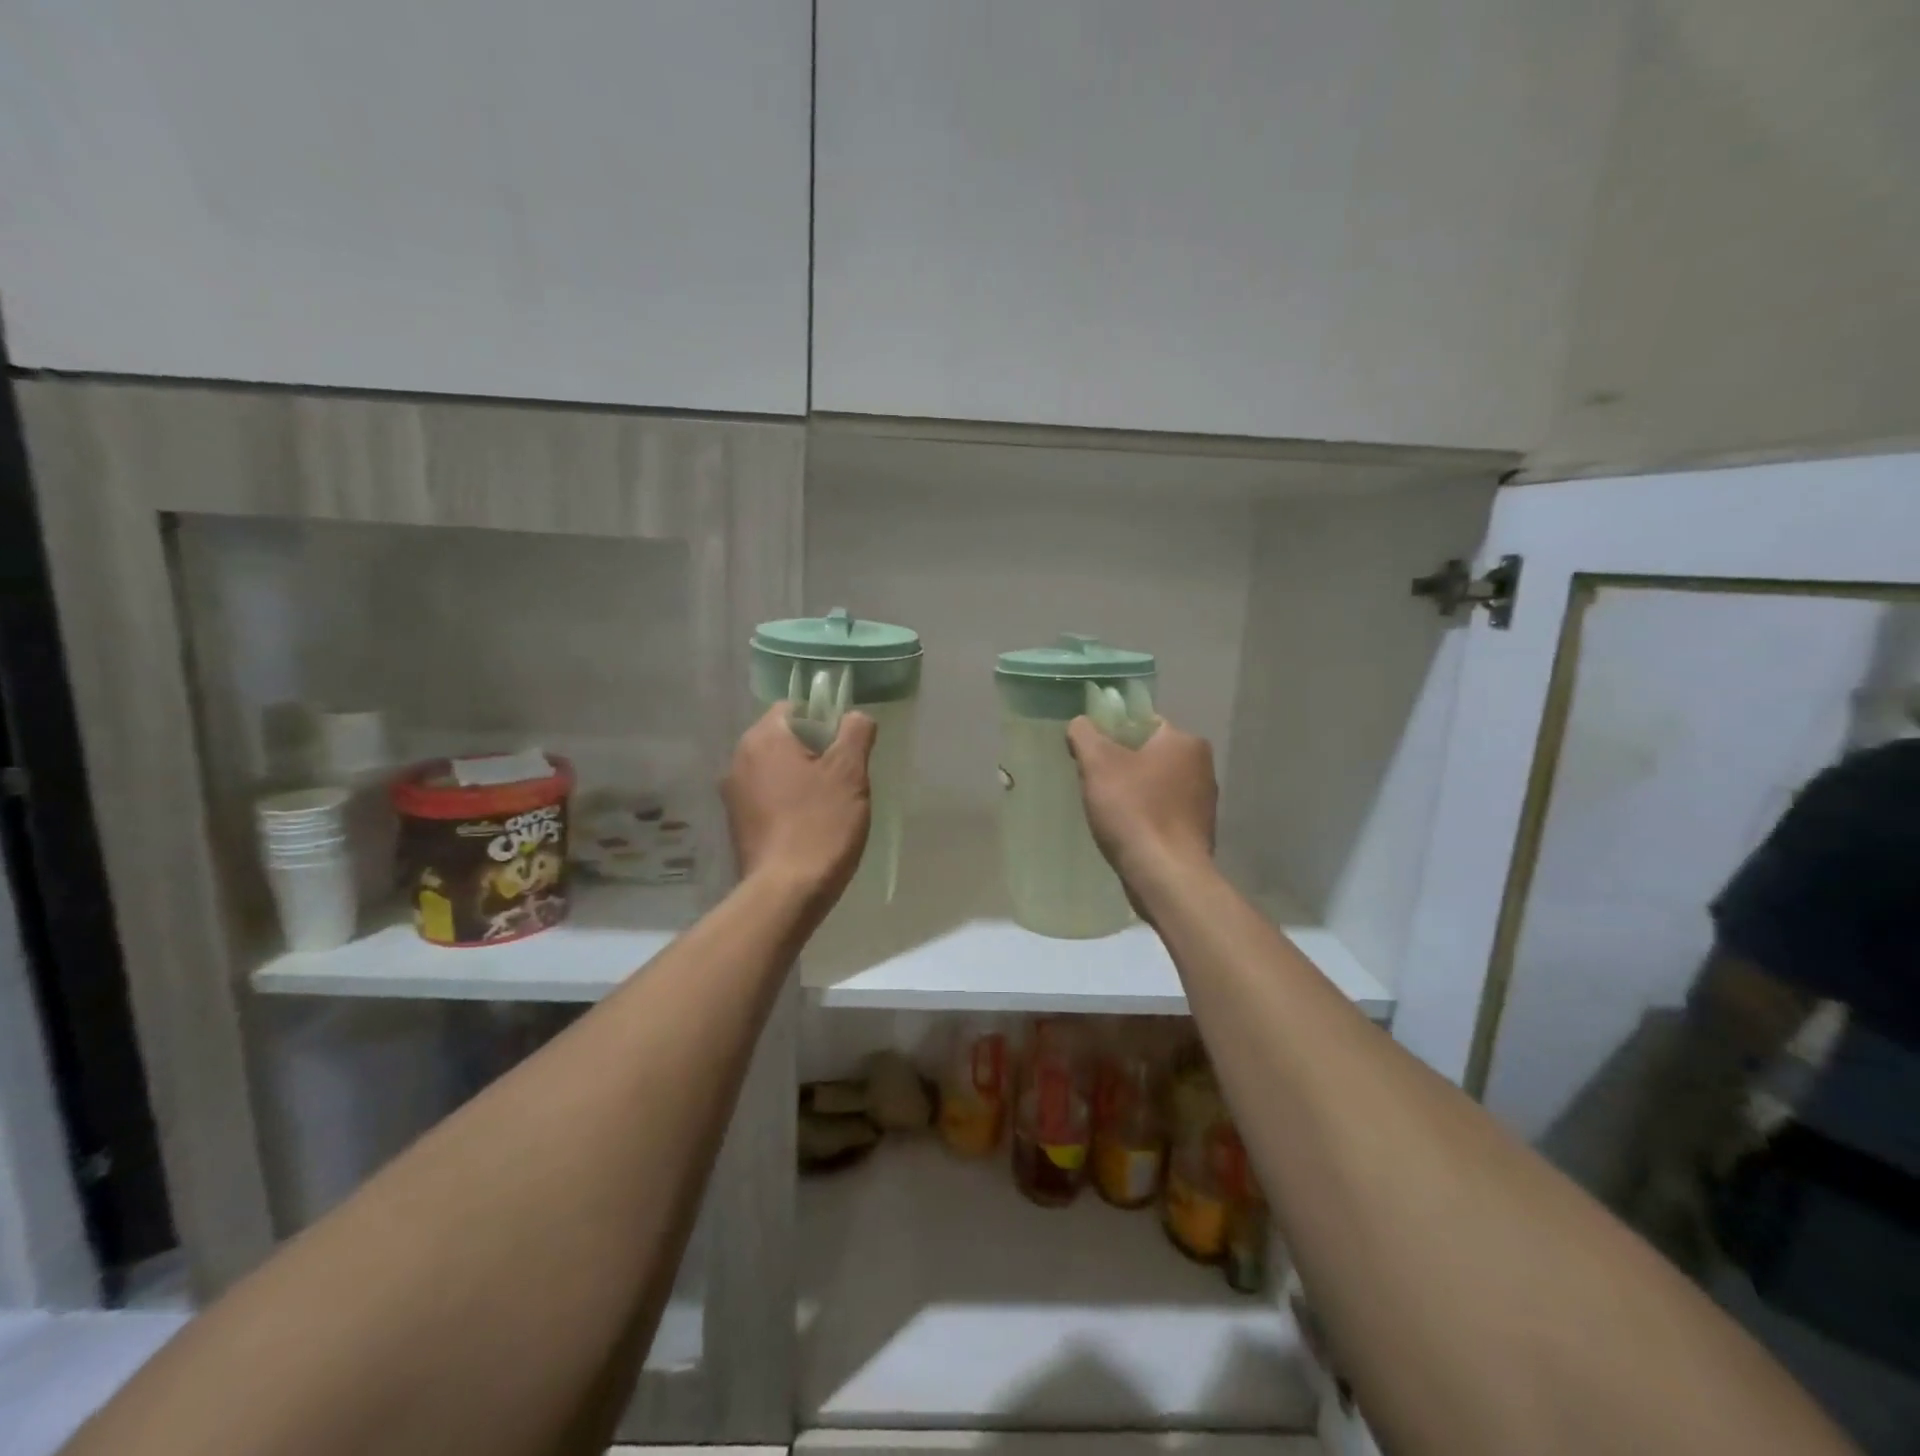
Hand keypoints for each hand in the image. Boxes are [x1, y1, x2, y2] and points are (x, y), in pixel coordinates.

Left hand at [724, 703, 876, 904]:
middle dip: (816, 752)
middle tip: (845, 778)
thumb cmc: (820, 824)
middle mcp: (738, 760)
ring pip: (777, 770)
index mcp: (762, 739)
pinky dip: (789, 802)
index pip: (794, 708)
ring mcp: (733, 794)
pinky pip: (768, 797)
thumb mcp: (849, 773)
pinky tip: (810, 825)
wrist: (786, 893)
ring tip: (830, 805)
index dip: (825, 720)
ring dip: (803, 778)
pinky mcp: (737, 824)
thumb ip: (855, 732)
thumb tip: (855, 716)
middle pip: (784, 739)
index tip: (846, 748)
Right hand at [1066, 716, 1216, 889]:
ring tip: (1109, 812)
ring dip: (1134, 793)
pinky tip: (1128, 831)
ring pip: (1156, 785)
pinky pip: (1164, 812)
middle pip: (1149, 755)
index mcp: (1185, 742)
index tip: (1092, 757)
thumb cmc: (1133, 810)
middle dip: (1122, 766)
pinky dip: (1146, 816)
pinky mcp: (1198, 831)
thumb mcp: (1097, 763)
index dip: (1113, 735)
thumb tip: (1080, 723)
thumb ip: (1085, 734)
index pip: (1143, 723)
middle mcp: (1202, 766)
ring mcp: (1204, 802)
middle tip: (1096, 784)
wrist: (1165, 875)